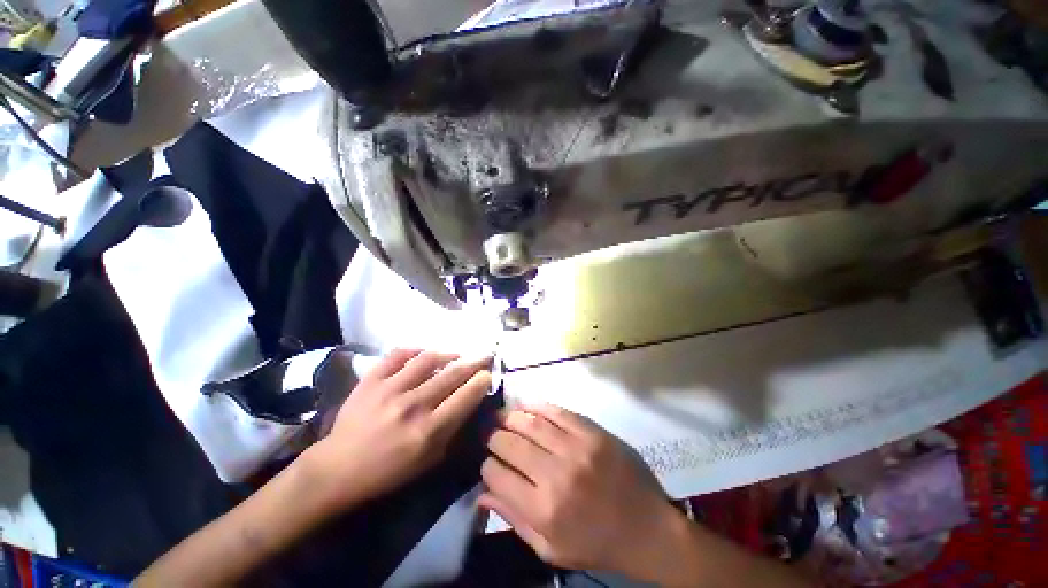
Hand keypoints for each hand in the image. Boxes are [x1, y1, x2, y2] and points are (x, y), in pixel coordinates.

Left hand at [305, 349, 491, 509]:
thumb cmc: (388, 471)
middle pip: (452, 374)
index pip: (466, 396)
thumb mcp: (429, 461)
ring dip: (448, 353)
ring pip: (428, 359)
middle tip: (483, 356)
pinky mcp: (371, 380)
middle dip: (474, 362)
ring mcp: (390, 389)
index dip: (482, 380)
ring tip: (456, 354)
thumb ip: (452, 430)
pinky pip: (398, 354)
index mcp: (428, 431)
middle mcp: (413, 406)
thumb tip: (468, 401)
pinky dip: (415, 350)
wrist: (338, 469)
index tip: (487, 373)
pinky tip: (423, 353)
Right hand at [479, 404, 681, 580]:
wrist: (647, 528)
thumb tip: (482, 493)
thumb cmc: (597, 545)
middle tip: (491, 434)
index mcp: (543, 510)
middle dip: (494, 437)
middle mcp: (556, 474)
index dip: (487, 467)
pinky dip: (538, 406)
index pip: (497, 475)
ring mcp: (576, 448)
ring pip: (531, 423)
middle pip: (510, 444)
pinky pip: (558, 412)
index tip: (489, 463)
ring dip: (511, 417)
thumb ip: (514, 520)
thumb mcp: (551, 549)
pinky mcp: (593, 432)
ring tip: (503, 416)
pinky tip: (527, 405)